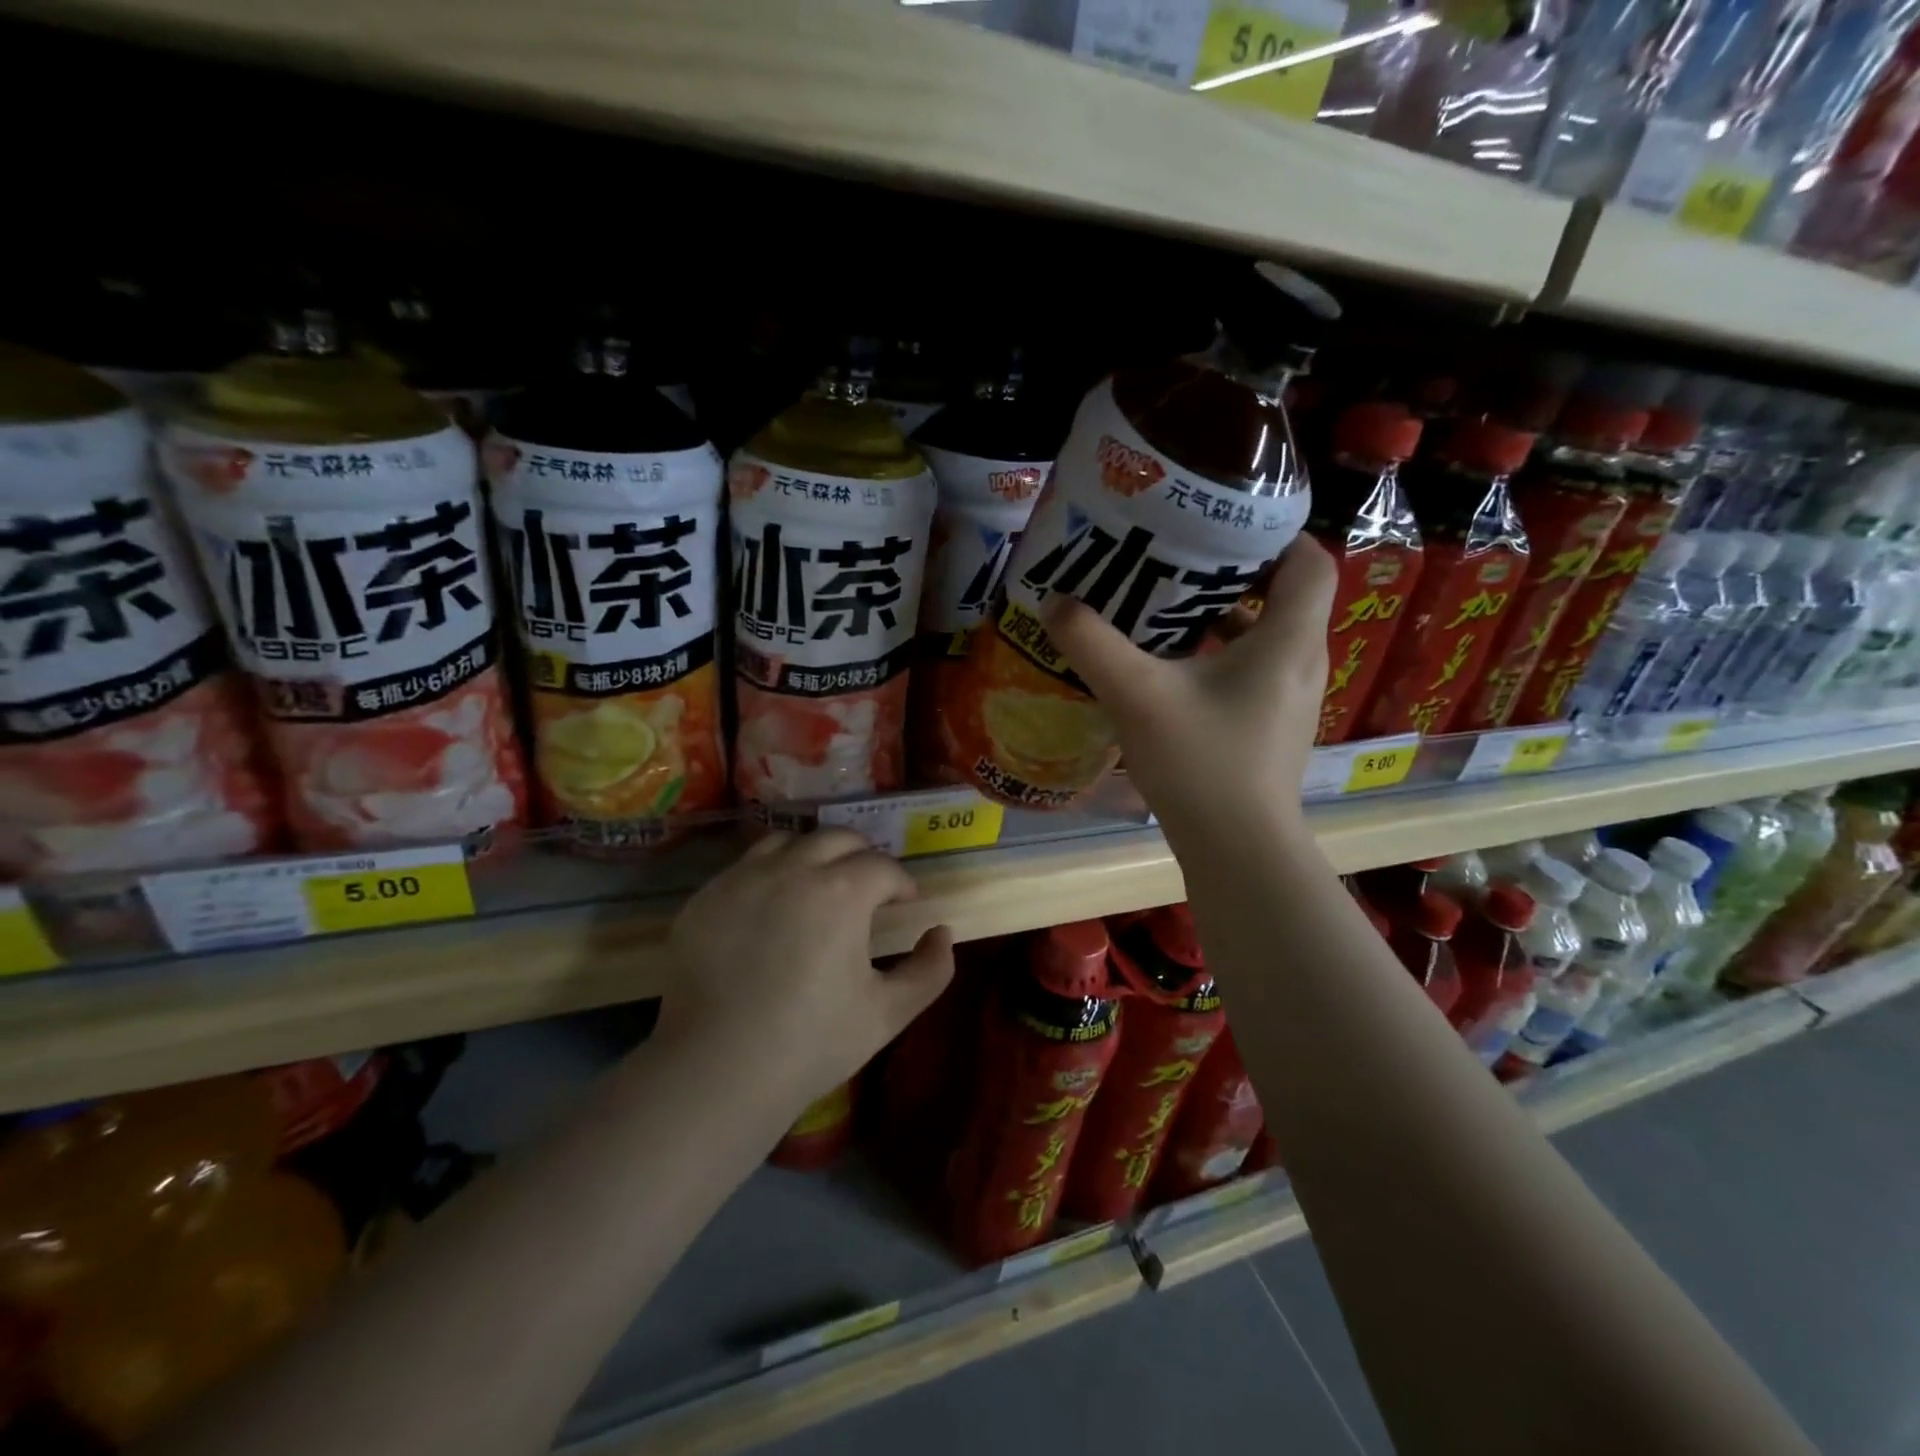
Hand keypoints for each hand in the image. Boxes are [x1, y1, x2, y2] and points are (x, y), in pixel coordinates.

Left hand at [659, 829, 954, 1119]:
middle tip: (867, 890)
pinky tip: (771, 911)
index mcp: (841, 892)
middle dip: (862, 857)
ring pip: (788, 841)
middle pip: (838, 838)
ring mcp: (743, 878)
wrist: (716, 1070)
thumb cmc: (811, 1043)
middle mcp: (792, 869)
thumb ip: (930, 970)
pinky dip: (770, 875)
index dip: (901, 883)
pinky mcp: (707, 896)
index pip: (883, 866)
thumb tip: (941, 933)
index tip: (904, 904)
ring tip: (816, 888)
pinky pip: (746, 866)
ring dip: (813, 856)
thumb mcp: (888, 1014)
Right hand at [1041, 537, 1334, 850]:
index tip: (1221, 527)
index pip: (1309, 560)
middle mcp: (1300, 662)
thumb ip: (1093, 644)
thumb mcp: (1137, 696)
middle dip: (1232, 573)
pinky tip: (1169, 669)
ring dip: (1221, 618)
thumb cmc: (1201, 764)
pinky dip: (1218, 657)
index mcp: (1287, 640)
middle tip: (1176, 560)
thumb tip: (1054, 603)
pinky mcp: (1271, 727)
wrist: (1238, 851)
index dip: (1274, 534)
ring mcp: (1289, 699)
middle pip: (1283, 595)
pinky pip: (1252, 671)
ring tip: (1164, 607)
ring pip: (1264, 636)